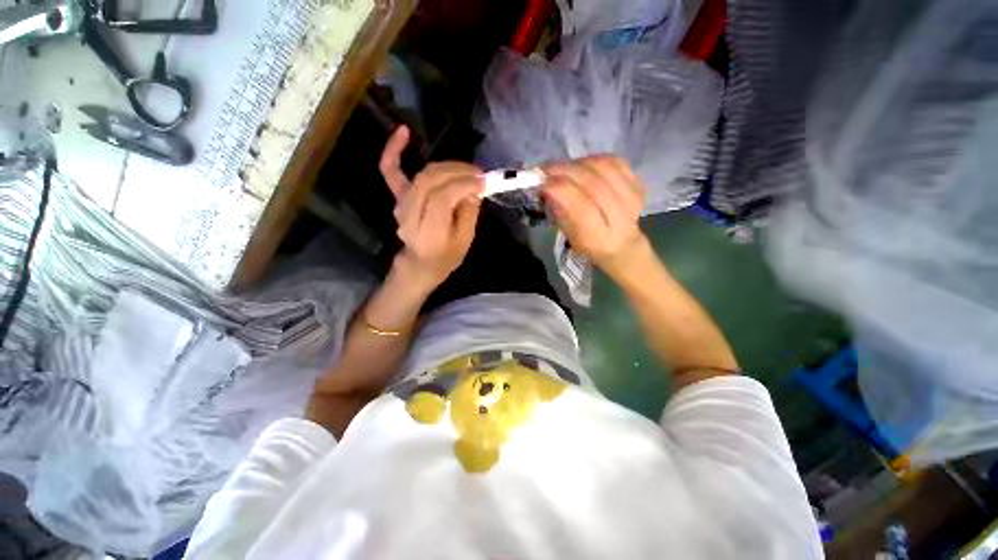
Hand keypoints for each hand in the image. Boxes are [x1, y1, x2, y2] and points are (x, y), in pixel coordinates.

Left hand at [379, 125, 482, 291]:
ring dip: (446, 166)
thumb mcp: (465, 241)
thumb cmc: (446, 256)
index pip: (443, 198)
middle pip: (432, 181)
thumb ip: (469, 213)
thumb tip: (473, 188)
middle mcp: (410, 215)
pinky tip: (404, 131)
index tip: (484, 182)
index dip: (464, 184)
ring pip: (422, 174)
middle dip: (458, 172)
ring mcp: (400, 204)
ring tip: (466, 168)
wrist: (420, 264)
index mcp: (429, 232)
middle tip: (479, 173)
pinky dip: (395, 150)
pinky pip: (391, 170)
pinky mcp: (397, 196)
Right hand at [542, 155, 647, 276]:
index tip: (540, 180)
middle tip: (545, 168)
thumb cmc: (589, 244)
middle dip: (565, 171)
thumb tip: (545, 185)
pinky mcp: (639, 185)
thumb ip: (560, 211)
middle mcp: (620, 219)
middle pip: (593, 184)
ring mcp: (633, 200)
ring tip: (563, 167)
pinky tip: (583, 165)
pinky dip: (595, 159)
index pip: (580, 207)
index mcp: (599, 238)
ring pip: (605, 169)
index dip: (559, 189)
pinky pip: (616, 162)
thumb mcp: (569, 236)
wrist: (623, 245)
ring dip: (578, 163)